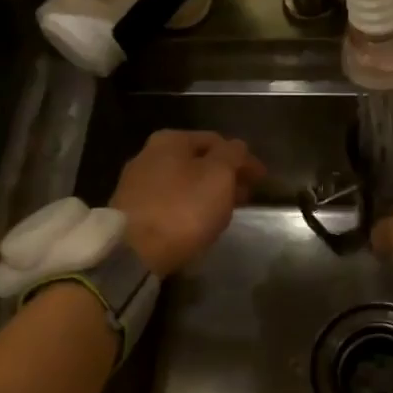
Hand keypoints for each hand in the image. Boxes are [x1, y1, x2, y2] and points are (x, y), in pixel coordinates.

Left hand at [111, 130, 265, 275]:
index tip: (261, 178)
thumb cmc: (183, 208)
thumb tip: (237, 146)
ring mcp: (136, 183)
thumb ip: (233, 155)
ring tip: (225, 211)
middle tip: (245, 194)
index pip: (217, 141)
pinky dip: (188, 206)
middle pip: (197, 161)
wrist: (134, 252)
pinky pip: (170, 202)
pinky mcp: (132, 211)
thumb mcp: (219, 175)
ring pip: (183, 182)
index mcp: (171, 140)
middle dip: (224, 175)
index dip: (243, 158)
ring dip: (207, 192)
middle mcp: (149, 154)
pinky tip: (198, 221)